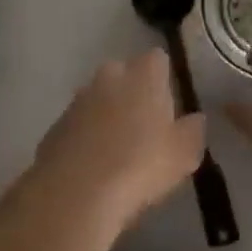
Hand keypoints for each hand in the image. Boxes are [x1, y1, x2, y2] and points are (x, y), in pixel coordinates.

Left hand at [22, 49, 206, 232]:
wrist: (76, 191)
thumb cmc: (141, 165)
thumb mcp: (184, 154)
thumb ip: (193, 131)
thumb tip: (195, 119)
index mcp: (142, 75)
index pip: (157, 59)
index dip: (164, 78)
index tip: (170, 102)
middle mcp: (108, 77)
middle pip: (124, 74)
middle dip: (133, 92)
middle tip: (146, 126)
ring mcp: (77, 100)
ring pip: (98, 98)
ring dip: (108, 115)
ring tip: (119, 150)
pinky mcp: (56, 126)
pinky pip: (79, 124)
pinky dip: (87, 137)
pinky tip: (95, 165)